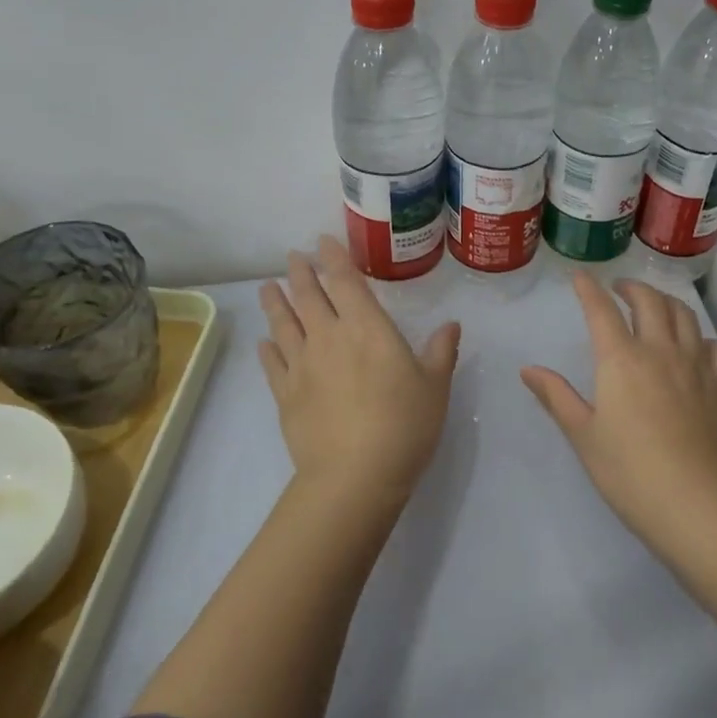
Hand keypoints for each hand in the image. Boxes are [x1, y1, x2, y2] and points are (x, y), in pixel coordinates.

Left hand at [258, 236, 460, 511]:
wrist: (355, 476)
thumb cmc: (404, 425)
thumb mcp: (435, 386)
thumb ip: (441, 351)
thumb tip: (451, 324)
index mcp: (367, 328)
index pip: (346, 282)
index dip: (334, 258)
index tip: (322, 241)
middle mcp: (329, 338)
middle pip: (309, 296)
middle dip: (301, 273)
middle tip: (293, 257)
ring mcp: (302, 366)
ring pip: (284, 324)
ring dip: (276, 302)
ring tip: (268, 287)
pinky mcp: (285, 395)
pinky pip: (272, 364)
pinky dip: (268, 348)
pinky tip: (264, 341)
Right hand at [521, 273, 716, 547]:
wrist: (694, 501)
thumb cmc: (628, 471)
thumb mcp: (583, 434)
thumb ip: (556, 396)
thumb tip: (528, 369)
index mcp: (621, 359)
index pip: (602, 310)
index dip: (589, 289)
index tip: (581, 277)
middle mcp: (660, 350)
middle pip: (649, 301)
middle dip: (632, 288)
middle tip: (620, 290)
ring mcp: (696, 364)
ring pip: (684, 315)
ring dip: (666, 302)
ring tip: (656, 307)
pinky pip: (716, 346)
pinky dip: (701, 337)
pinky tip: (696, 347)